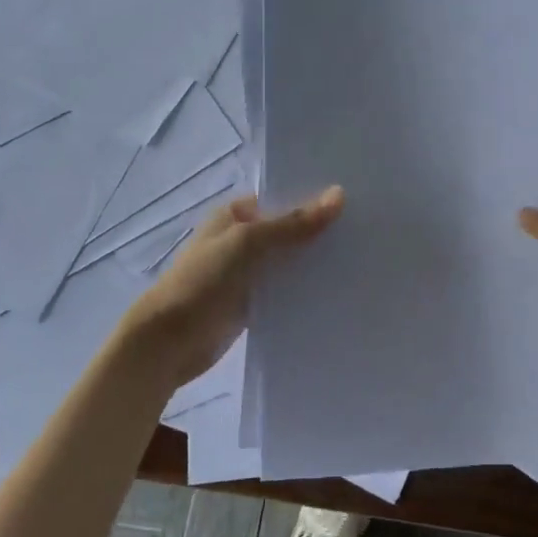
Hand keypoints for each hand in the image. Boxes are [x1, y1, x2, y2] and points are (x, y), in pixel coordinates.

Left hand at [117, 186, 344, 386]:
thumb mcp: (248, 243)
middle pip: (288, 231)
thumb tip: (339, 195)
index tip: (355, 202)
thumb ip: (293, 223)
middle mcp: (241, 239)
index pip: (282, 199)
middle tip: (369, 232)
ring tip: (362, 260)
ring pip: (289, 262)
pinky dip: (305, 290)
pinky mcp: (252, 303)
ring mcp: (247, 272)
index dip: (314, 200)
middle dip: (320, 233)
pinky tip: (338, 290)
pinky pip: (285, 291)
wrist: (169, 341)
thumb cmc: (203, 280)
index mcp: (235, 214)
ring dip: (315, 263)